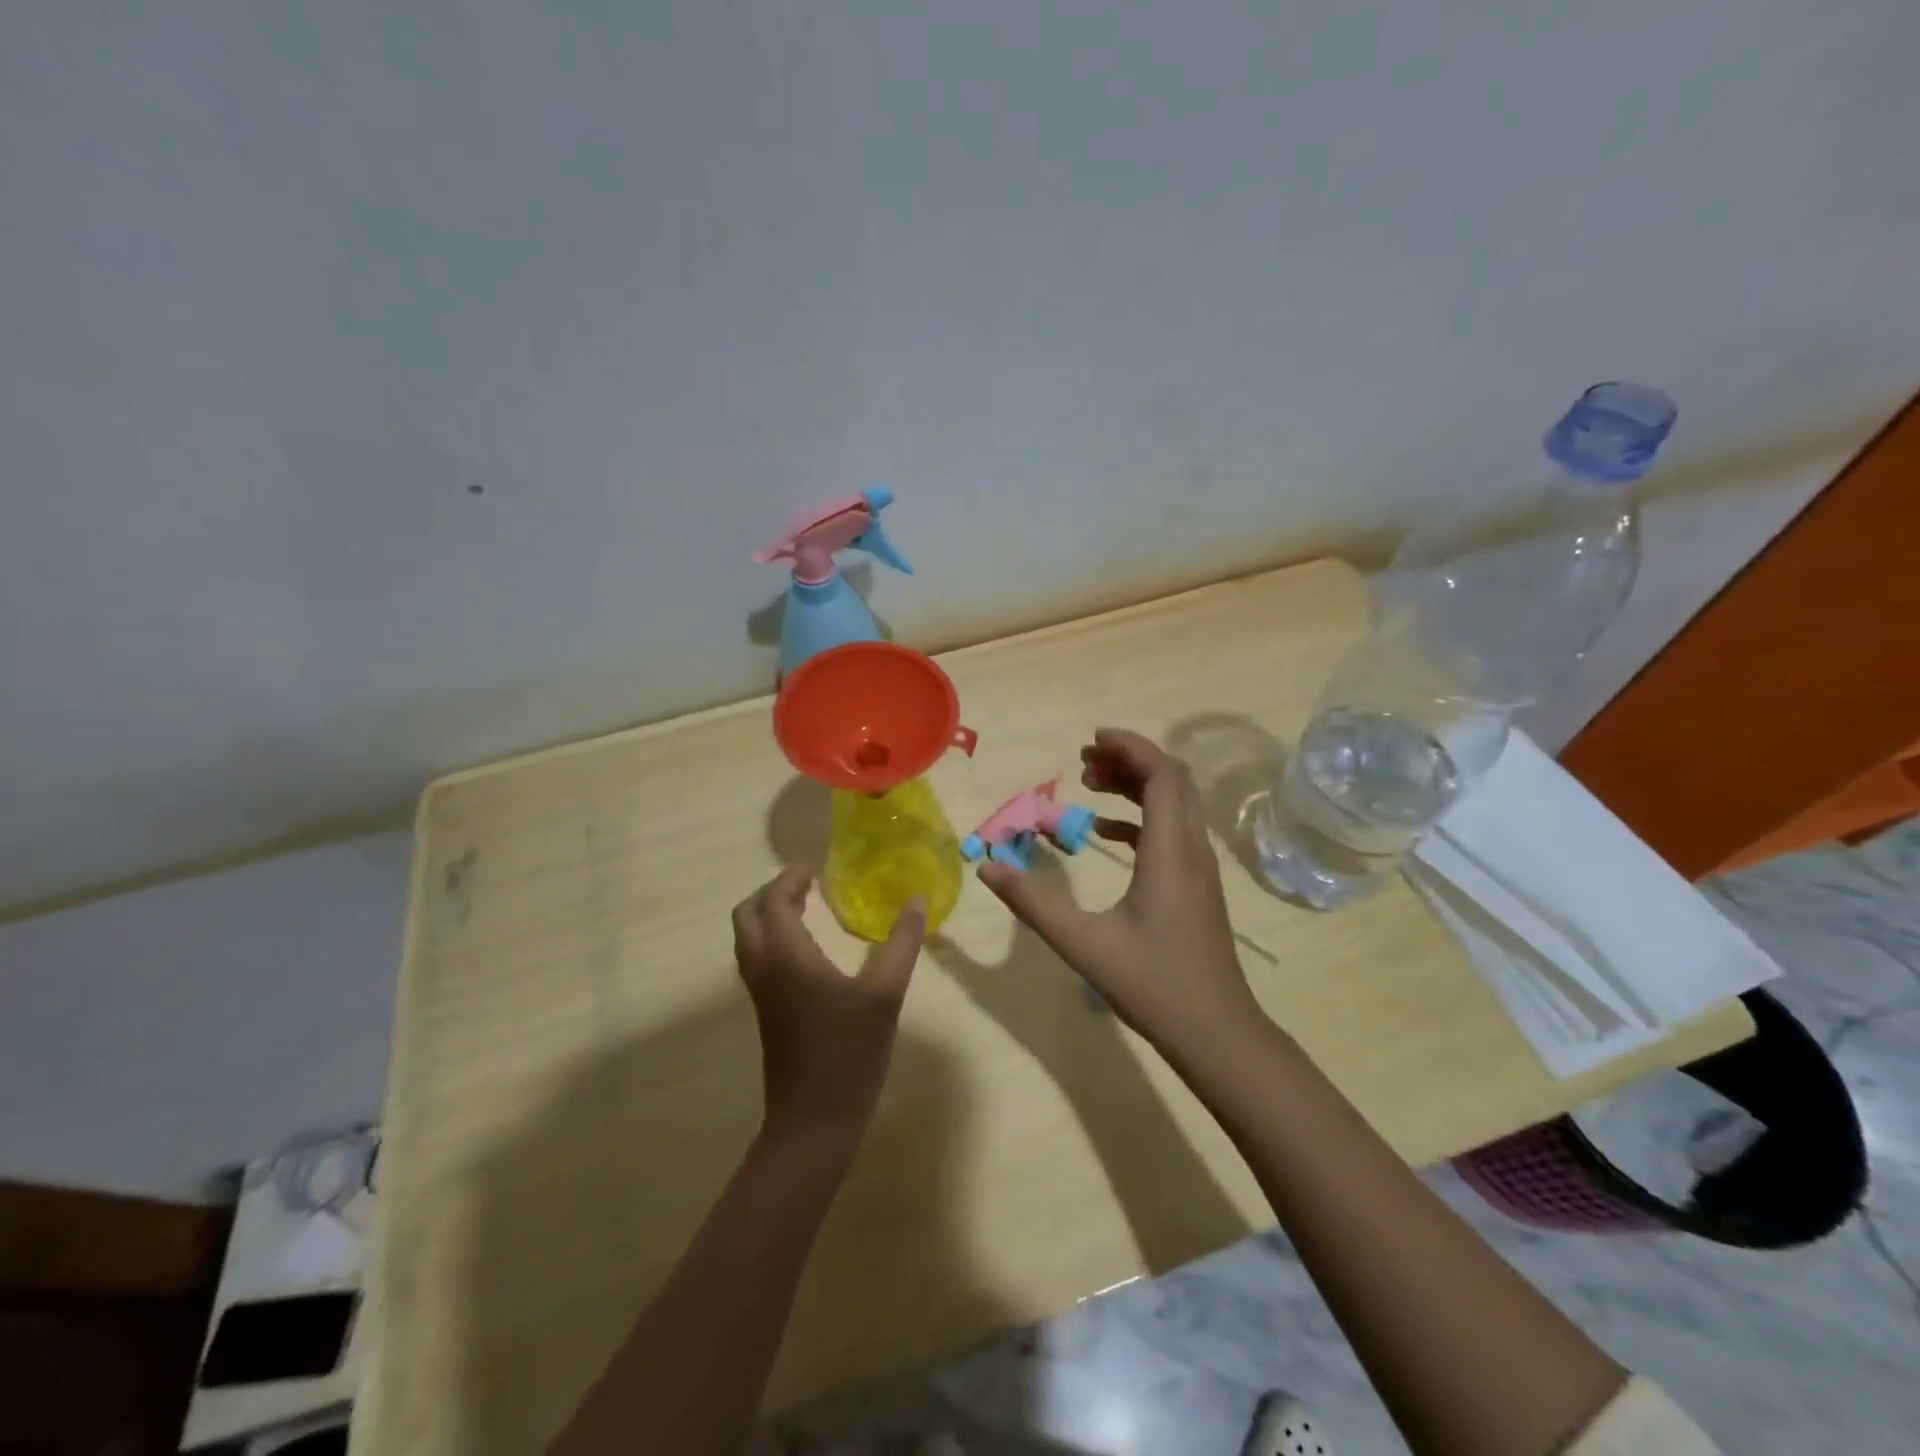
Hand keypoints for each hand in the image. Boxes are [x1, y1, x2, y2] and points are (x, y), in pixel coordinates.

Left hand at [731, 866, 924, 1141]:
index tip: (819, 867)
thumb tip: (916, 900)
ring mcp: (760, 993)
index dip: (791, 877)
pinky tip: (808, 947)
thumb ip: (901, 943)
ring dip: (769, 914)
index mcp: (786, 956)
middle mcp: (764, 968)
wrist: (813, 1122)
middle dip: (772, 891)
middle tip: (809, 884)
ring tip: (808, 906)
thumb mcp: (885, 994)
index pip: (773, 900)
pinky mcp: (765, 1011)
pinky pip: (757, 957)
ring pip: (748, 938)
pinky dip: (772, 937)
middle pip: (747, 914)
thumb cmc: (849, 1053)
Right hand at [977, 728, 1260, 1057]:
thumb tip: (988, 867)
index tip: (1091, 740)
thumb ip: (1033, 903)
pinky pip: (1171, 832)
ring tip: (1089, 784)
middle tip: (1083, 762)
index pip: (1163, 776)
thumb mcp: (1084, 945)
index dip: (1131, 748)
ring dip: (1136, 785)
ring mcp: (1199, 869)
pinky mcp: (1196, 886)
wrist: (1217, 1033)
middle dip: (1129, 760)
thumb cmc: (1154, 986)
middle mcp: (1192, 850)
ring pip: (1175, 804)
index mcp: (1171, 852)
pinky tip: (1105, 833)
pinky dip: (1140, 818)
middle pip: (1172, 781)